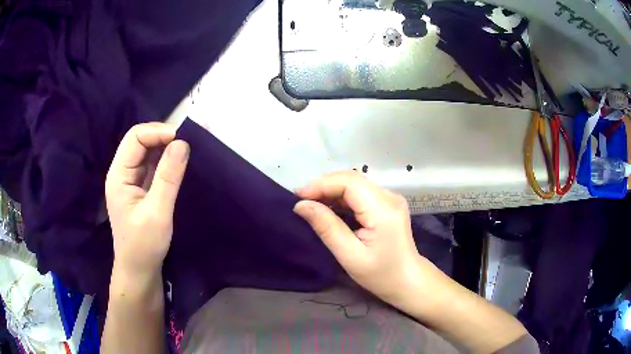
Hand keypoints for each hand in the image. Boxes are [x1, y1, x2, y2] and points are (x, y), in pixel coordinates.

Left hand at [105, 123, 189, 279]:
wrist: (139, 270)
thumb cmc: (144, 246)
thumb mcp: (157, 213)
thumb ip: (168, 177)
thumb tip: (183, 143)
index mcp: (119, 175)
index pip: (135, 138)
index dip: (158, 132)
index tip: (183, 140)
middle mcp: (122, 172)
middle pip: (140, 140)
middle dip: (164, 136)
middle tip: (189, 141)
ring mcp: (130, 179)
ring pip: (147, 151)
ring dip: (167, 146)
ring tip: (188, 148)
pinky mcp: (139, 187)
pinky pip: (152, 165)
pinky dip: (166, 159)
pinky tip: (180, 162)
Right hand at [294, 171, 424, 302]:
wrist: (408, 280)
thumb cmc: (381, 275)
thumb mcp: (350, 256)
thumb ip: (327, 228)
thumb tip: (301, 205)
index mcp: (383, 210)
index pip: (350, 182)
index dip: (321, 184)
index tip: (298, 196)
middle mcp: (390, 197)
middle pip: (352, 179)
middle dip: (324, 186)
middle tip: (302, 201)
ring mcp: (391, 198)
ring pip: (355, 184)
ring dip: (331, 191)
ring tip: (311, 204)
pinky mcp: (388, 204)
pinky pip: (361, 193)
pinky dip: (342, 197)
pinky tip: (329, 208)